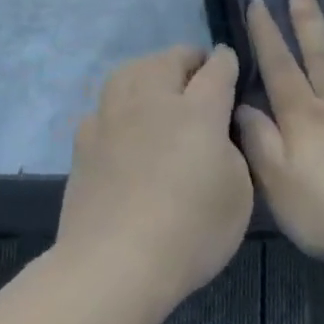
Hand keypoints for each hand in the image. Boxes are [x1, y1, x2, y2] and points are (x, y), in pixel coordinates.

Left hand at [56, 45, 253, 313]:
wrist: (116, 264)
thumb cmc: (191, 232)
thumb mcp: (240, 194)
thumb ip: (233, 152)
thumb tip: (218, 132)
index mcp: (197, 112)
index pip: (216, 71)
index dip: (227, 63)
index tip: (231, 62)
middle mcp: (152, 103)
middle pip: (167, 60)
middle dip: (187, 59)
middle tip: (198, 72)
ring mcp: (111, 120)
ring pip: (128, 72)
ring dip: (149, 70)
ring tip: (158, 84)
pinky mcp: (83, 143)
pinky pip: (103, 106)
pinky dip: (119, 104)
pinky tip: (123, 123)